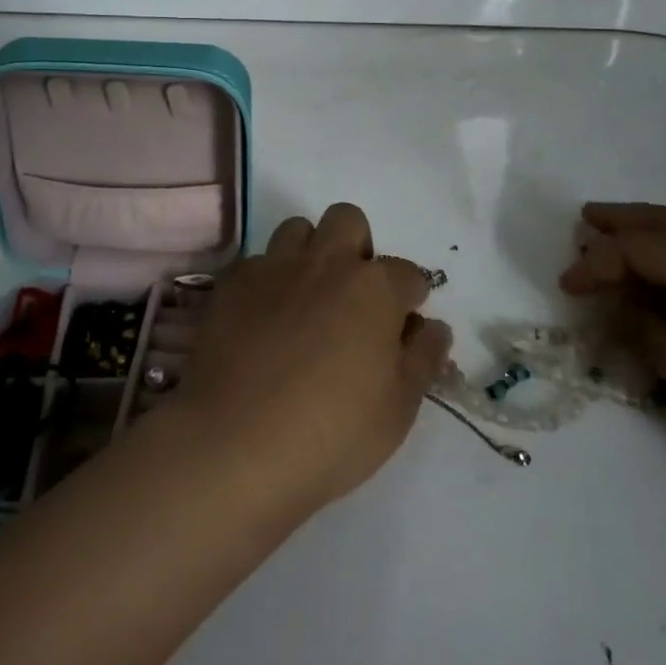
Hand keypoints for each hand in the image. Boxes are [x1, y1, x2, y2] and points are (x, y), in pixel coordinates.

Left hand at [168, 204, 452, 518]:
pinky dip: (267, 282)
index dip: (410, 298)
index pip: (408, 273)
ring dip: (309, 253)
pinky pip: (257, 262)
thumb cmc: (330, 434)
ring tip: (305, 300)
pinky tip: (262, 321)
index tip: (402, 327)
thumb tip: (434, 327)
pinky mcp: (231, 283)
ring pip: (298, 229)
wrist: (233, 444)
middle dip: (357, 247)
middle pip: (348, 220)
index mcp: (374, 288)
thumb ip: (422, 359)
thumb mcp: (397, 410)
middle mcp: (326, 263)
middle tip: (352, 297)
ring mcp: (274, 267)